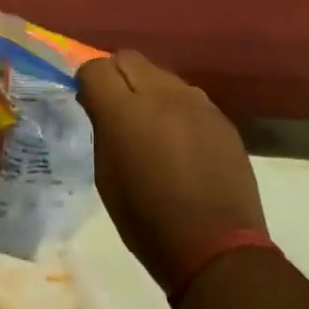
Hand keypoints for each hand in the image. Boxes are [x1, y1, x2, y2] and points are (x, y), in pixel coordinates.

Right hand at [75, 51, 267, 296]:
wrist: (217, 249)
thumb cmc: (148, 221)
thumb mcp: (106, 177)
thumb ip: (102, 129)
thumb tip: (100, 104)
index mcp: (125, 111)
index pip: (96, 67)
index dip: (88, 81)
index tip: (88, 100)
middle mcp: (161, 95)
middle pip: (129, 59)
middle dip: (116, 75)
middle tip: (115, 106)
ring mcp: (196, 103)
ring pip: (161, 74)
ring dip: (148, 89)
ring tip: (150, 123)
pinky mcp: (220, 117)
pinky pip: (188, 96)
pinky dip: (175, 107)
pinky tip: (179, 139)